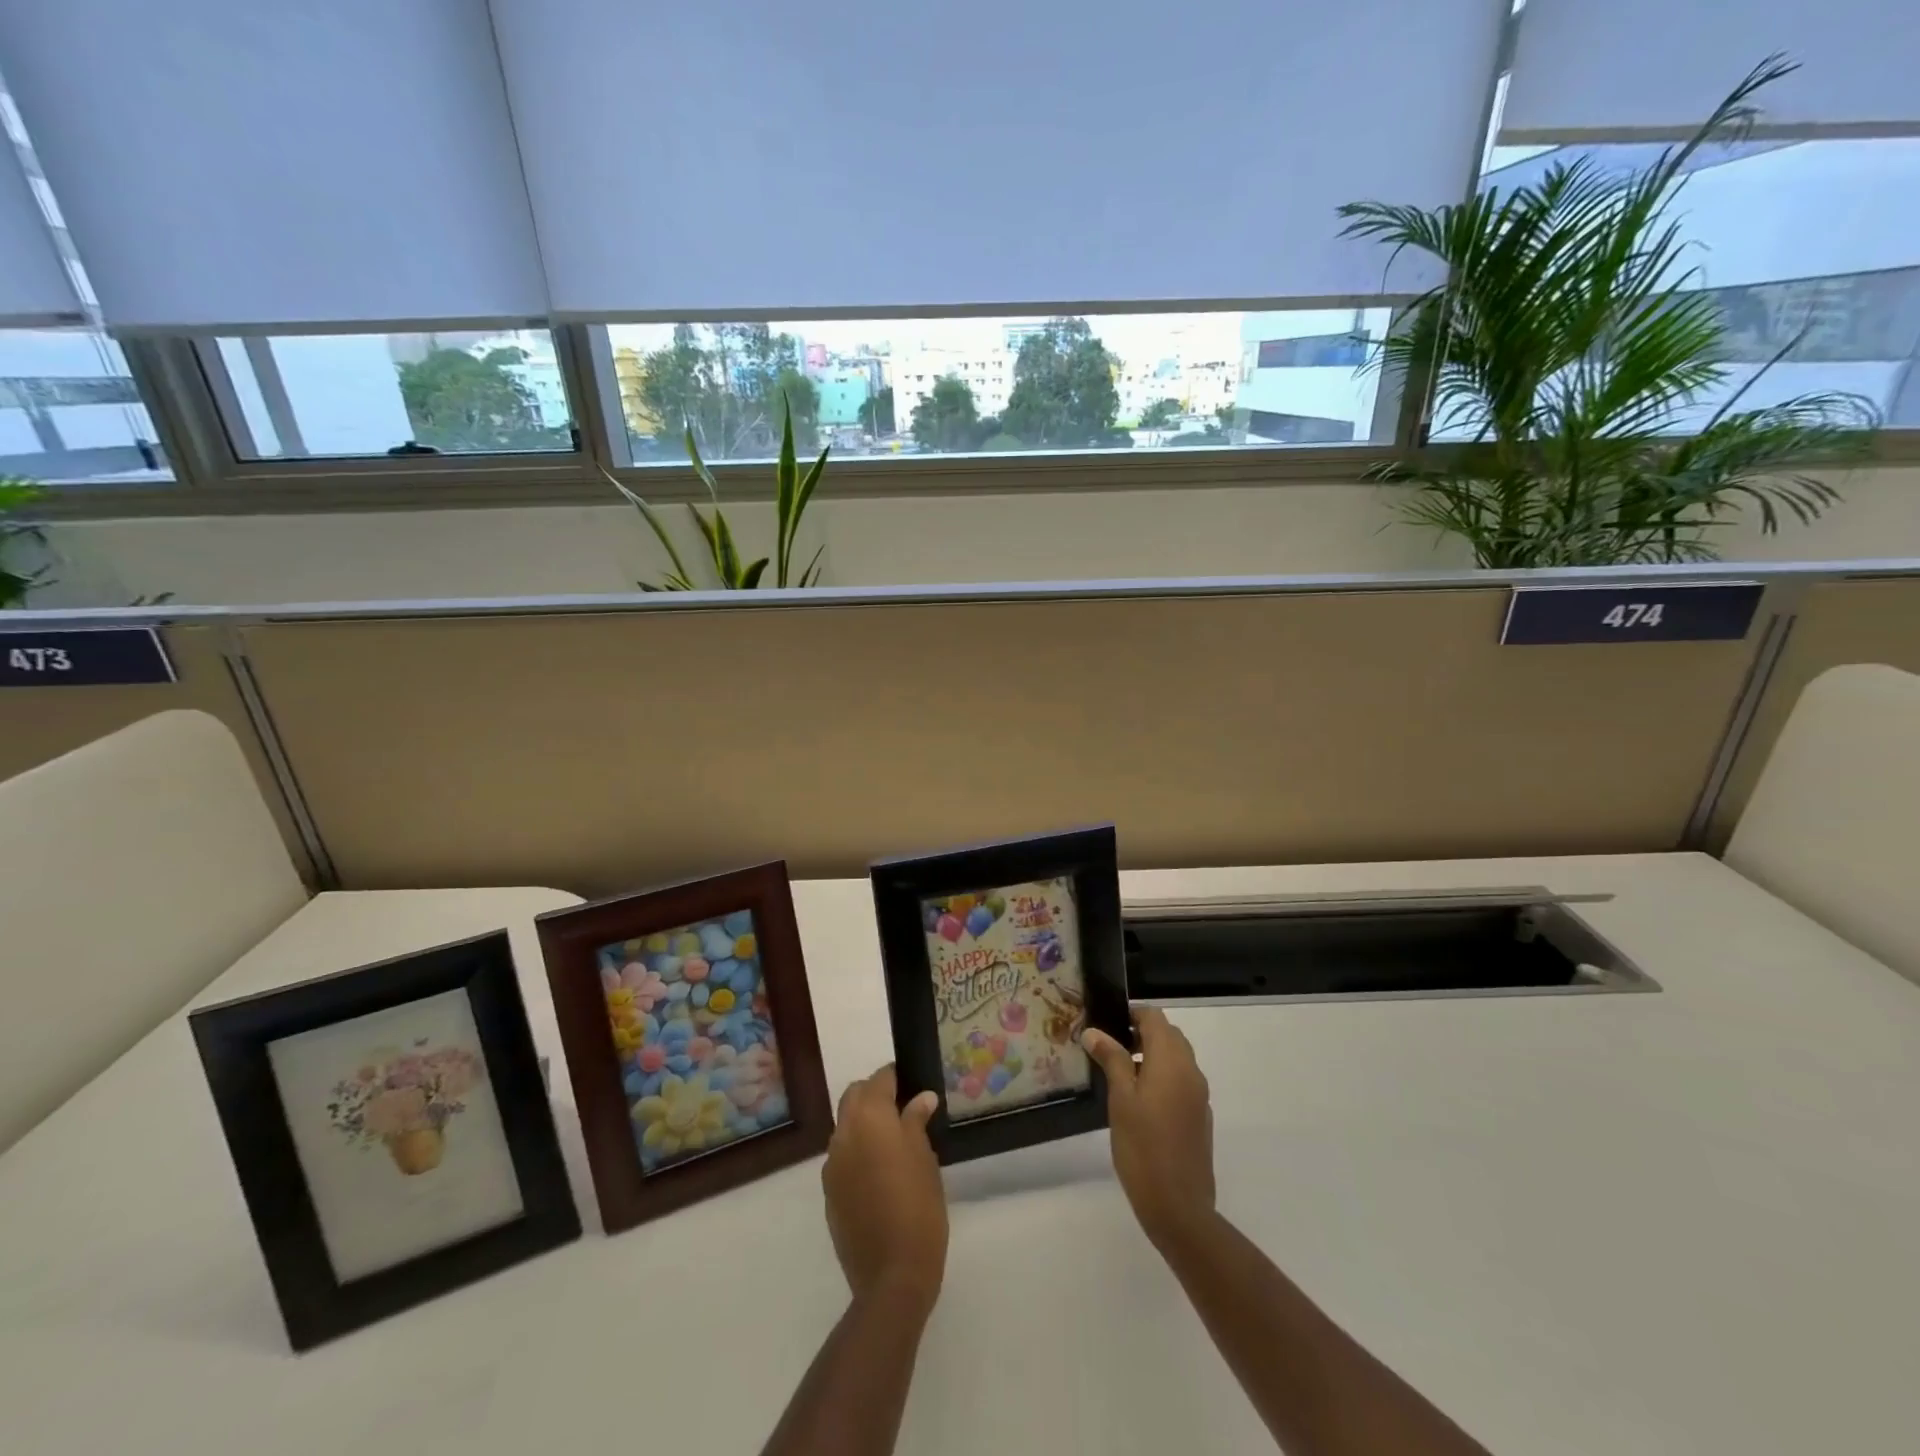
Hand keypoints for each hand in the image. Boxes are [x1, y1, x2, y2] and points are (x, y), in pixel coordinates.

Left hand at [823, 1065, 946, 1315]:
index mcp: (869, 1118)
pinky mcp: (828, 1191)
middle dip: (875, 1094)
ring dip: (864, 1123)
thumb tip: (921, 1098)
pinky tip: (879, 1172)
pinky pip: (841, 1156)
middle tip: (903, 1109)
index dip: (896, 1077)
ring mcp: (832, 1164)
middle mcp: (843, 1133)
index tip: (913, 1085)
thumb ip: (916, 1121)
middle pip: (855, 1096)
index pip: (879, 1079)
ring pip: (845, 1125)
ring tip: (893, 1141)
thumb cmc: (918, 1207)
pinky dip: (857, 1150)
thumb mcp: (925, 1158)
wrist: (891, 1275)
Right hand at [1083, 1005, 1215, 1247]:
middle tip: (1109, 1048)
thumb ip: (1111, 1059)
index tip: (1106, 1025)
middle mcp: (1191, 1071)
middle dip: (1141, 1034)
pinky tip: (1140, 1102)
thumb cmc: (1142, 1147)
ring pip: (1176, 1058)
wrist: (1179, 1207)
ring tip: (1119, 1074)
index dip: (1131, 1014)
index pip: (1154, 1017)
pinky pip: (1181, 1081)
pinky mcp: (1199, 1116)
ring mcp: (1198, 1095)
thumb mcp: (1120, 1099)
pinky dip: (1162, 1077)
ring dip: (1152, 1056)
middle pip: (1169, 1035)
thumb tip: (1095, 1031)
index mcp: (1172, 1061)